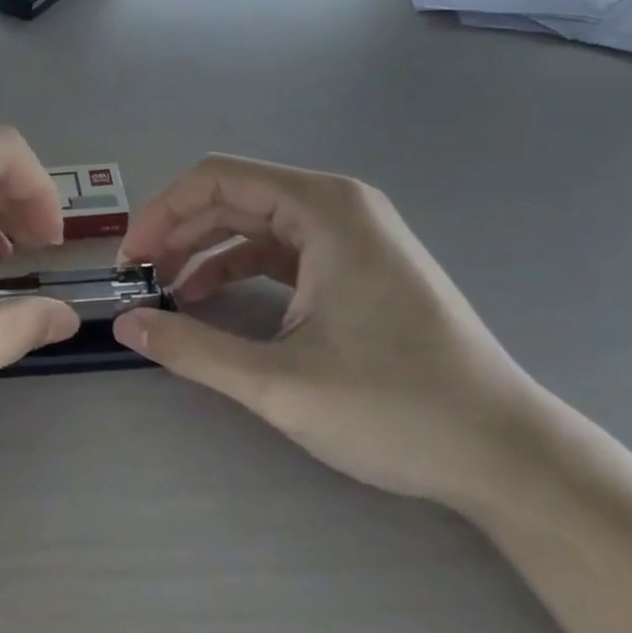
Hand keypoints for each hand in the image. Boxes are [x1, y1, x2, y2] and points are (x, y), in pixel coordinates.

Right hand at [113, 155, 544, 509]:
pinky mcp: (357, 266)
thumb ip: (193, 349)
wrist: (506, 453)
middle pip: (235, 197)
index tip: (131, 259)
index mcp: (323, 208)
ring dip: (206, 253)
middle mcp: (338, 206)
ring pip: (256, 225)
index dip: (163, 212)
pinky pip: (283, 251)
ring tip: (167, 295)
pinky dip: (240, 269)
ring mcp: (352, 235)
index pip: (218, 179)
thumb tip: (125, 324)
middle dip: (180, 233)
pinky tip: (212, 302)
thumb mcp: (280, 383)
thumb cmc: (397, 409)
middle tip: (140, 279)